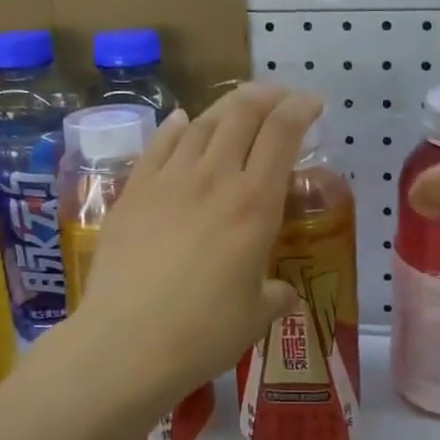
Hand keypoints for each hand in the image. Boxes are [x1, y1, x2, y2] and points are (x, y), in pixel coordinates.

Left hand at [69, 84, 322, 410]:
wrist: (125, 343)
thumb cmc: (203, 333)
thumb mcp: (256, 316)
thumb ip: (276, 296)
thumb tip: (283, 293)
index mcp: (255, 204)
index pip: (282, 134)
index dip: (301, 109)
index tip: (314, 105)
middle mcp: (214, 178)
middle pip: (242, 114)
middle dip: (267, 96)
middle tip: (280, 98)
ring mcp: (168, 181)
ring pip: (202, 123)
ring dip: (226, 107)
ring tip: (239, 106)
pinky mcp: (133, 192)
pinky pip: (159, 145)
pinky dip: (177, 127)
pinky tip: (183, 122)